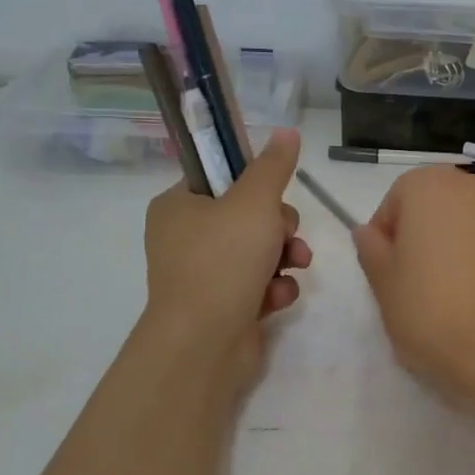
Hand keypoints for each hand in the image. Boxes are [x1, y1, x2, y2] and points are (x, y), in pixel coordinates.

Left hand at [142, 129, 312, 387]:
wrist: (204, 343)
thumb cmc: (223, 260)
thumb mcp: (254, 202)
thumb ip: (273, 166)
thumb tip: (287, 131)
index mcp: (177, 206)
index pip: (219, 178)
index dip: (254, 183)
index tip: (275, 194)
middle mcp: (183, 239)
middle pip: (246, 216)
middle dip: (279, 227)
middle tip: (286, 235)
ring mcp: (201, 276)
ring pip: (258, 252)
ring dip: (284, 257)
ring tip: (297, 267)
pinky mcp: (220, 307)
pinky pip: (256, 286)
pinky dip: (273, 289)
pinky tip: (278, 298)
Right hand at [352, 166, 474, 404]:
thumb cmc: (429, 308)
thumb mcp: (383, 282)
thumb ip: (371, 249)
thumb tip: (367, 232)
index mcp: (428, 187)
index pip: (394, 201)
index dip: (385, 235)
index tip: (386, 270)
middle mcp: (468, 188)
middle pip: (430, 206)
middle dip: (417, 236)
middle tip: (410, 280)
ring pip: (460, 223)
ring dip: (446, 246)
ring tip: (440, 291)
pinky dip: (473, 259)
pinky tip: (469, 295)